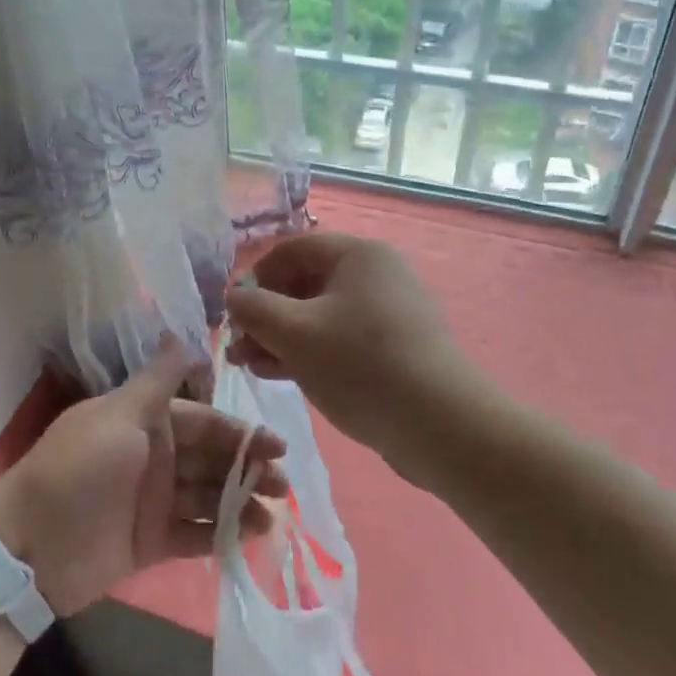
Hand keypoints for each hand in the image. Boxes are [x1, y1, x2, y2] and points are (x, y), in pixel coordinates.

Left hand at [0, 339, 286, 616]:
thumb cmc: (79, 469)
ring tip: (273, 515)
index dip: (241, 432)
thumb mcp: (118, 415)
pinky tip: (248, 537)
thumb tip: (181, 335)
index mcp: (147, 423)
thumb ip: (157, 381)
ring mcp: (154, 501)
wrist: (30, 546)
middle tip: (284, 484)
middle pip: (212, 459)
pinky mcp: (151, 542)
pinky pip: (194, 534)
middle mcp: (155, 457)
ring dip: (240, 502)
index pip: (205, 422)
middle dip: (248, 469)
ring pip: (208, 497)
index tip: (278, 445)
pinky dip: (220, 534)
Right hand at [226, 233, 479, 472]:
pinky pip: (341, 338)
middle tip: (238, 349)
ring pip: (320, 315)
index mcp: (358, 255)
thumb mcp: (295, 334)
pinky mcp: (395, 348)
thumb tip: (234, 297)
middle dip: (266, 315)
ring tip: (251, 366)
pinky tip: (282, 376)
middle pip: (305, 283)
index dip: (255, 278)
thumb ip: (254, 309)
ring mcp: (389, 312)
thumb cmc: (361, 365)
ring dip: (282, 337)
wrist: (441, 425)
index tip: (234, 314)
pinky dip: (310, 352)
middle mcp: (376, 274)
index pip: (291, 250)